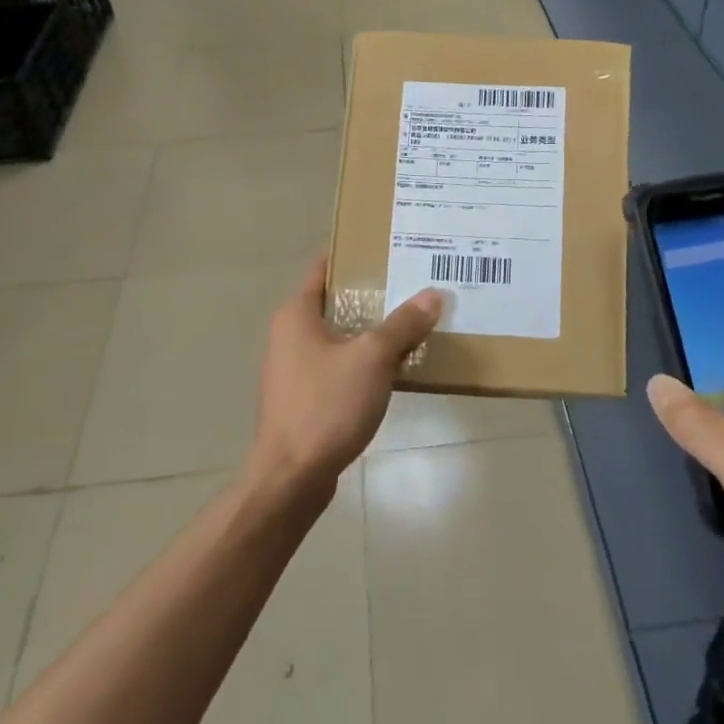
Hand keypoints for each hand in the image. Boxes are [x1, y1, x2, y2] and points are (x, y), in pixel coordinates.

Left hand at [250, 259, 442, 495]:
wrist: (292, 477)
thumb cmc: (326, 406)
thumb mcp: (372, 358)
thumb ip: (403, 325)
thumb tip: (433, 295)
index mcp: (297, 314)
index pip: (326, 267)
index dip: (356, 253)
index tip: (391, 247)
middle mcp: (290, 334)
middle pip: (337, 301)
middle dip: (374, 293)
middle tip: (415, 283)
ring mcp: (295, 368)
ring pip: (340, 336)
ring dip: (372, 331)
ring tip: (414, 321)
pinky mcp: (305, 397)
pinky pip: (339, 366)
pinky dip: (364, 361)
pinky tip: (396, 366)